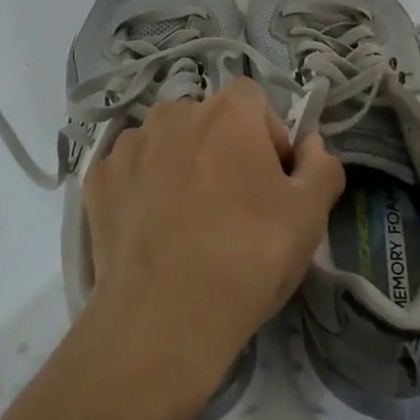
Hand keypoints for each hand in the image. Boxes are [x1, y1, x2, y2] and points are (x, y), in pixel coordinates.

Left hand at [80, 77, 345, 419]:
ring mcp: (128, 145)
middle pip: (207, 121)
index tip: (272, 181)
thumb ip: (322, 166)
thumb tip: (312, 144)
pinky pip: (129, 171)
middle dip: (222, 149)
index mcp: (227, 112)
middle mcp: (173, 113)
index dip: (267, 136)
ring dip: (179, 165)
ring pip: (165, 143)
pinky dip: (141, 190)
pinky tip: (151, 230)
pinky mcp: (97, 180)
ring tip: (187, 221)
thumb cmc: (248, 257)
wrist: (163, 318)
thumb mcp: (309, 216)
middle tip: (233, 205)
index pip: (253, 101)